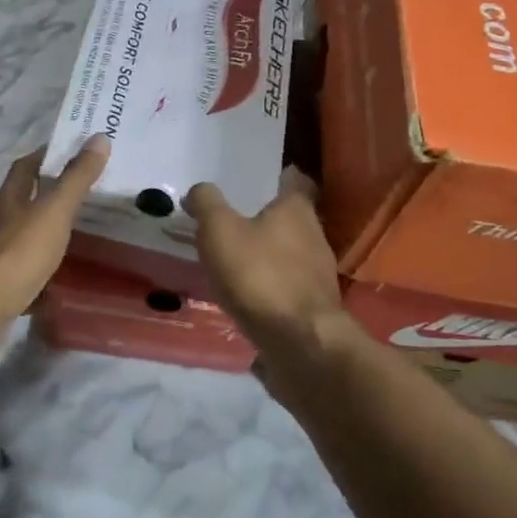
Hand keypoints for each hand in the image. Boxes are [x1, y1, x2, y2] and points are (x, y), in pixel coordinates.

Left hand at [0, 137, 109, 323]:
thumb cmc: (19, 250)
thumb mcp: (54, 210)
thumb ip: (76, 178)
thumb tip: (98, 137)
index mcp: (8, 198)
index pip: (25, 166)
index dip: (46, 155)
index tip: (72, 151)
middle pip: (22, 201)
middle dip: (48, 196)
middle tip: (85, 196)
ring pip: (22, 237)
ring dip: (45, 234)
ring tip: (79, 237)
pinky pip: (23, 272)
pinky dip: (41, 273)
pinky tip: (60, 281)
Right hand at [183, 169, 352, 370]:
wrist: (299, 341)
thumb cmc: (259, 274)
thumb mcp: (219, 230)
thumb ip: (207, 203)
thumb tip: (199, 190)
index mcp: (296, 209)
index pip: (295, 180)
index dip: (278, 176)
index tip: (257, 177)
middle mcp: (315, 235)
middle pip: (292, 218)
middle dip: (266, 217)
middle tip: (232, 218)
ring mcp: (318, 274)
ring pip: (290, 252)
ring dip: (267, 253)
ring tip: (234, 257)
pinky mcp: (313, 306)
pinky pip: (287, 285)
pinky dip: (269, 284)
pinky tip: (246, 293)